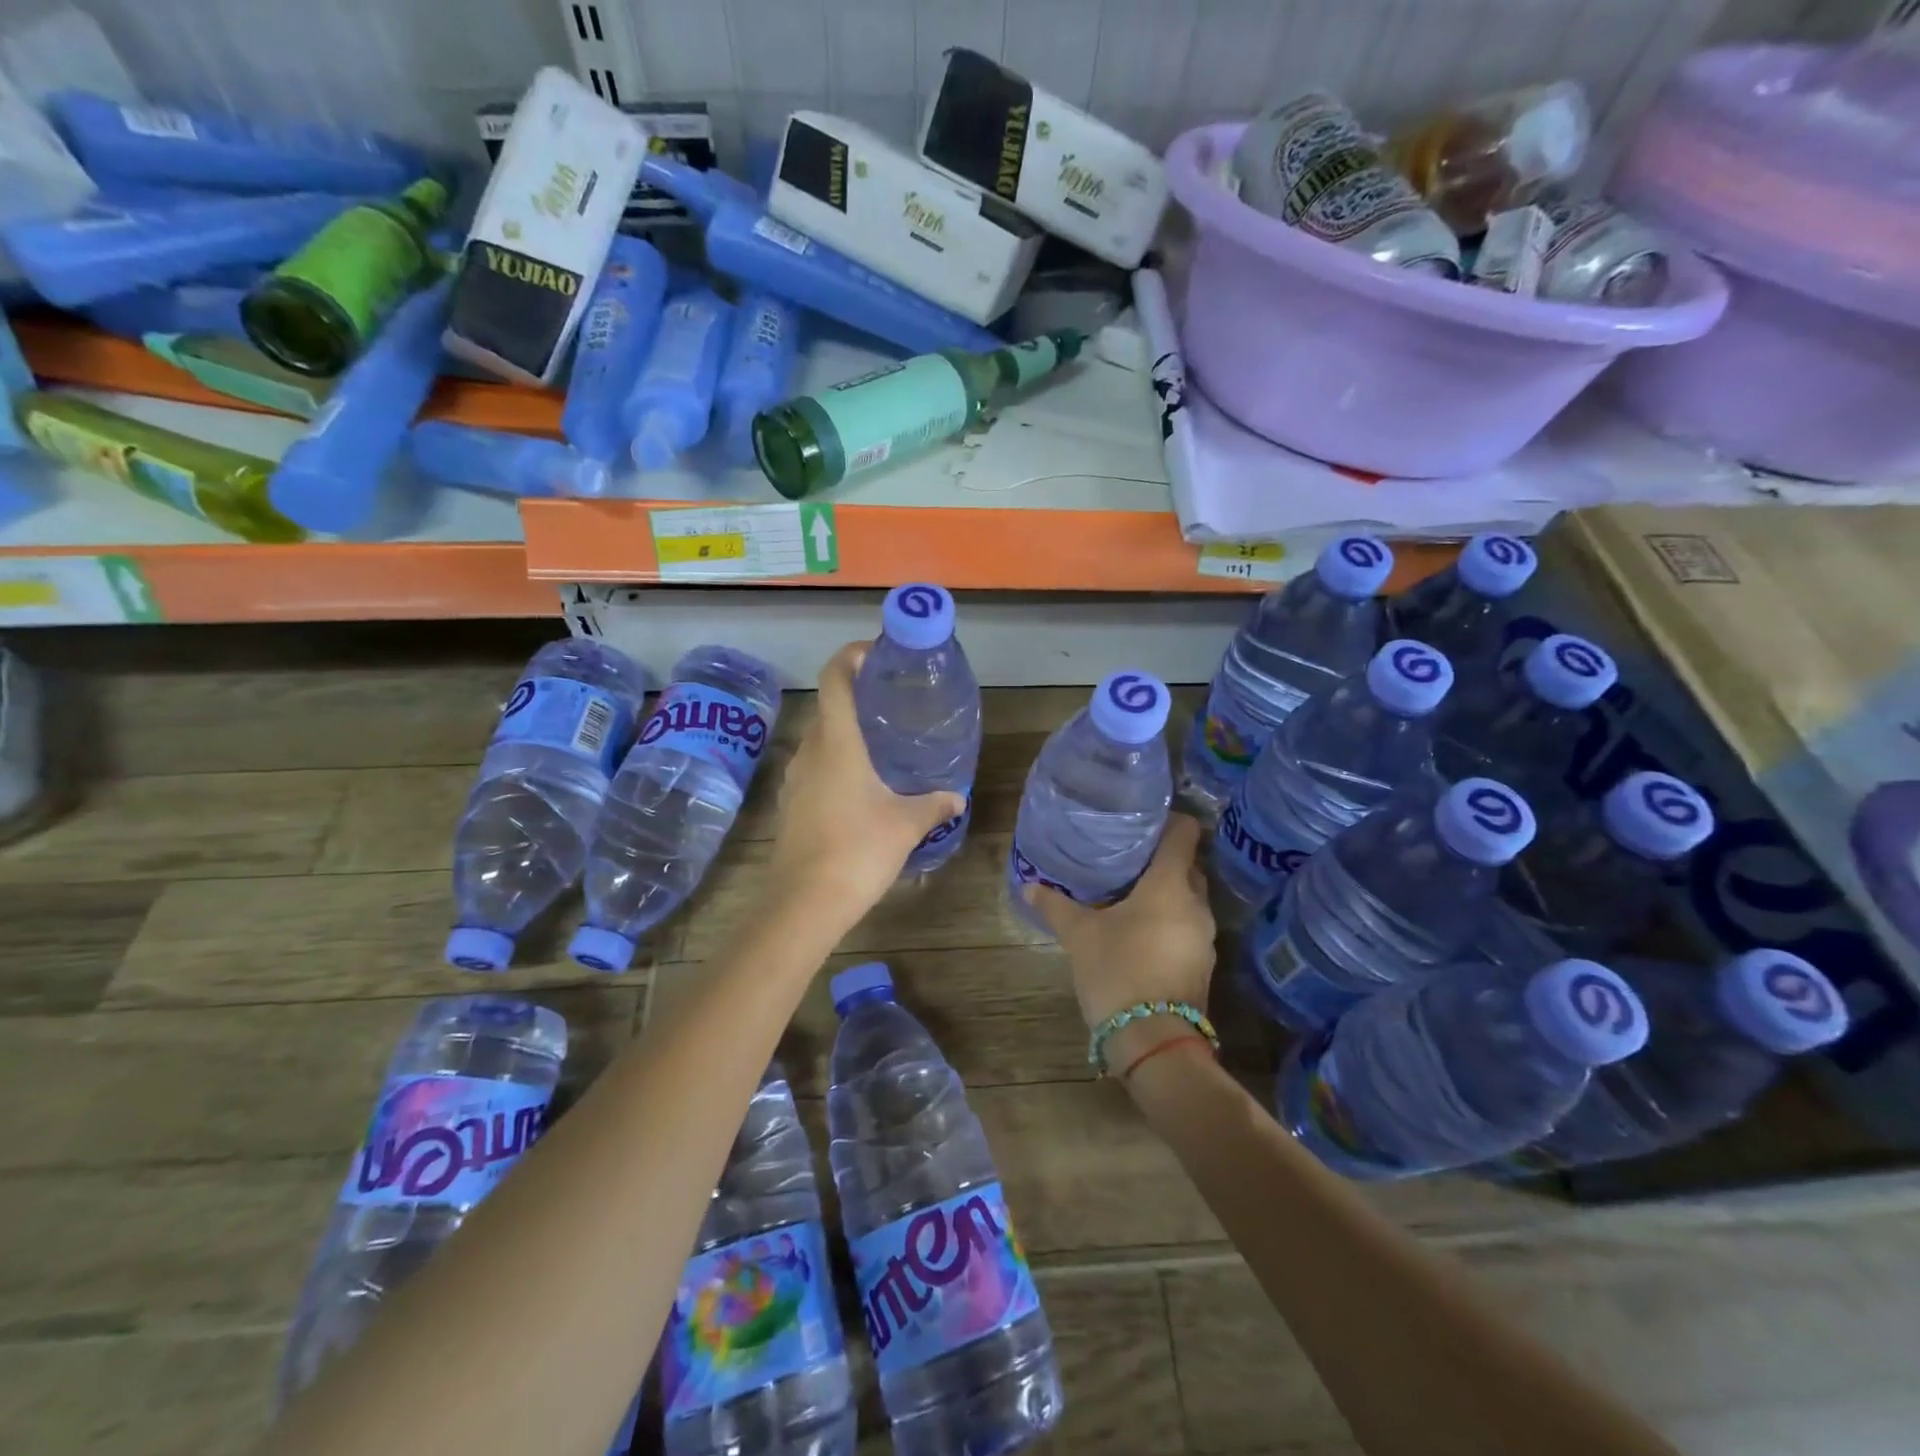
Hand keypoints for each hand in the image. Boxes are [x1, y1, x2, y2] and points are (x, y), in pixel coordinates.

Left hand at [766, 641, 966, 926]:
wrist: (804, 903)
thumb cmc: (858, 850)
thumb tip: (957, 797)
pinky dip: (837, 762)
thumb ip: (934, 804)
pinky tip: (863, 786)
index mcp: (837, 742)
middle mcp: (810, 751)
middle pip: (829, 707)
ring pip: (821, 739)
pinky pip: (816, 768)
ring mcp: (795, 779)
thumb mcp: (906, 824)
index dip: (851, 655)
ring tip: (883, 742)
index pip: (835, 678)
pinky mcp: (791, 805)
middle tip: (894, 701)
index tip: (877, 653)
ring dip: (847, 733)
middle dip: (858, 696)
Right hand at [1025, 814, 1218, 1071]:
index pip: (1185, 833)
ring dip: (1166, 892)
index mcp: (1170, 884)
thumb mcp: (1079, 935)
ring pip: (1188, 898)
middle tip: (1127, 856)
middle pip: (1188, 865)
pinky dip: (1169, 920)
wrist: (1153, 1040)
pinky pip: (1187, 926)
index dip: (1170, 820)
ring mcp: (1205, 937)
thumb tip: (1029, 885)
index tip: (1144, 819)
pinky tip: (1140, 930)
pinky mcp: (1202, 963)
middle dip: (1162, 858)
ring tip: (1129, 892)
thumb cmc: (1117, 970)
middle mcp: (1196, 904)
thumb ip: (1056, 905)